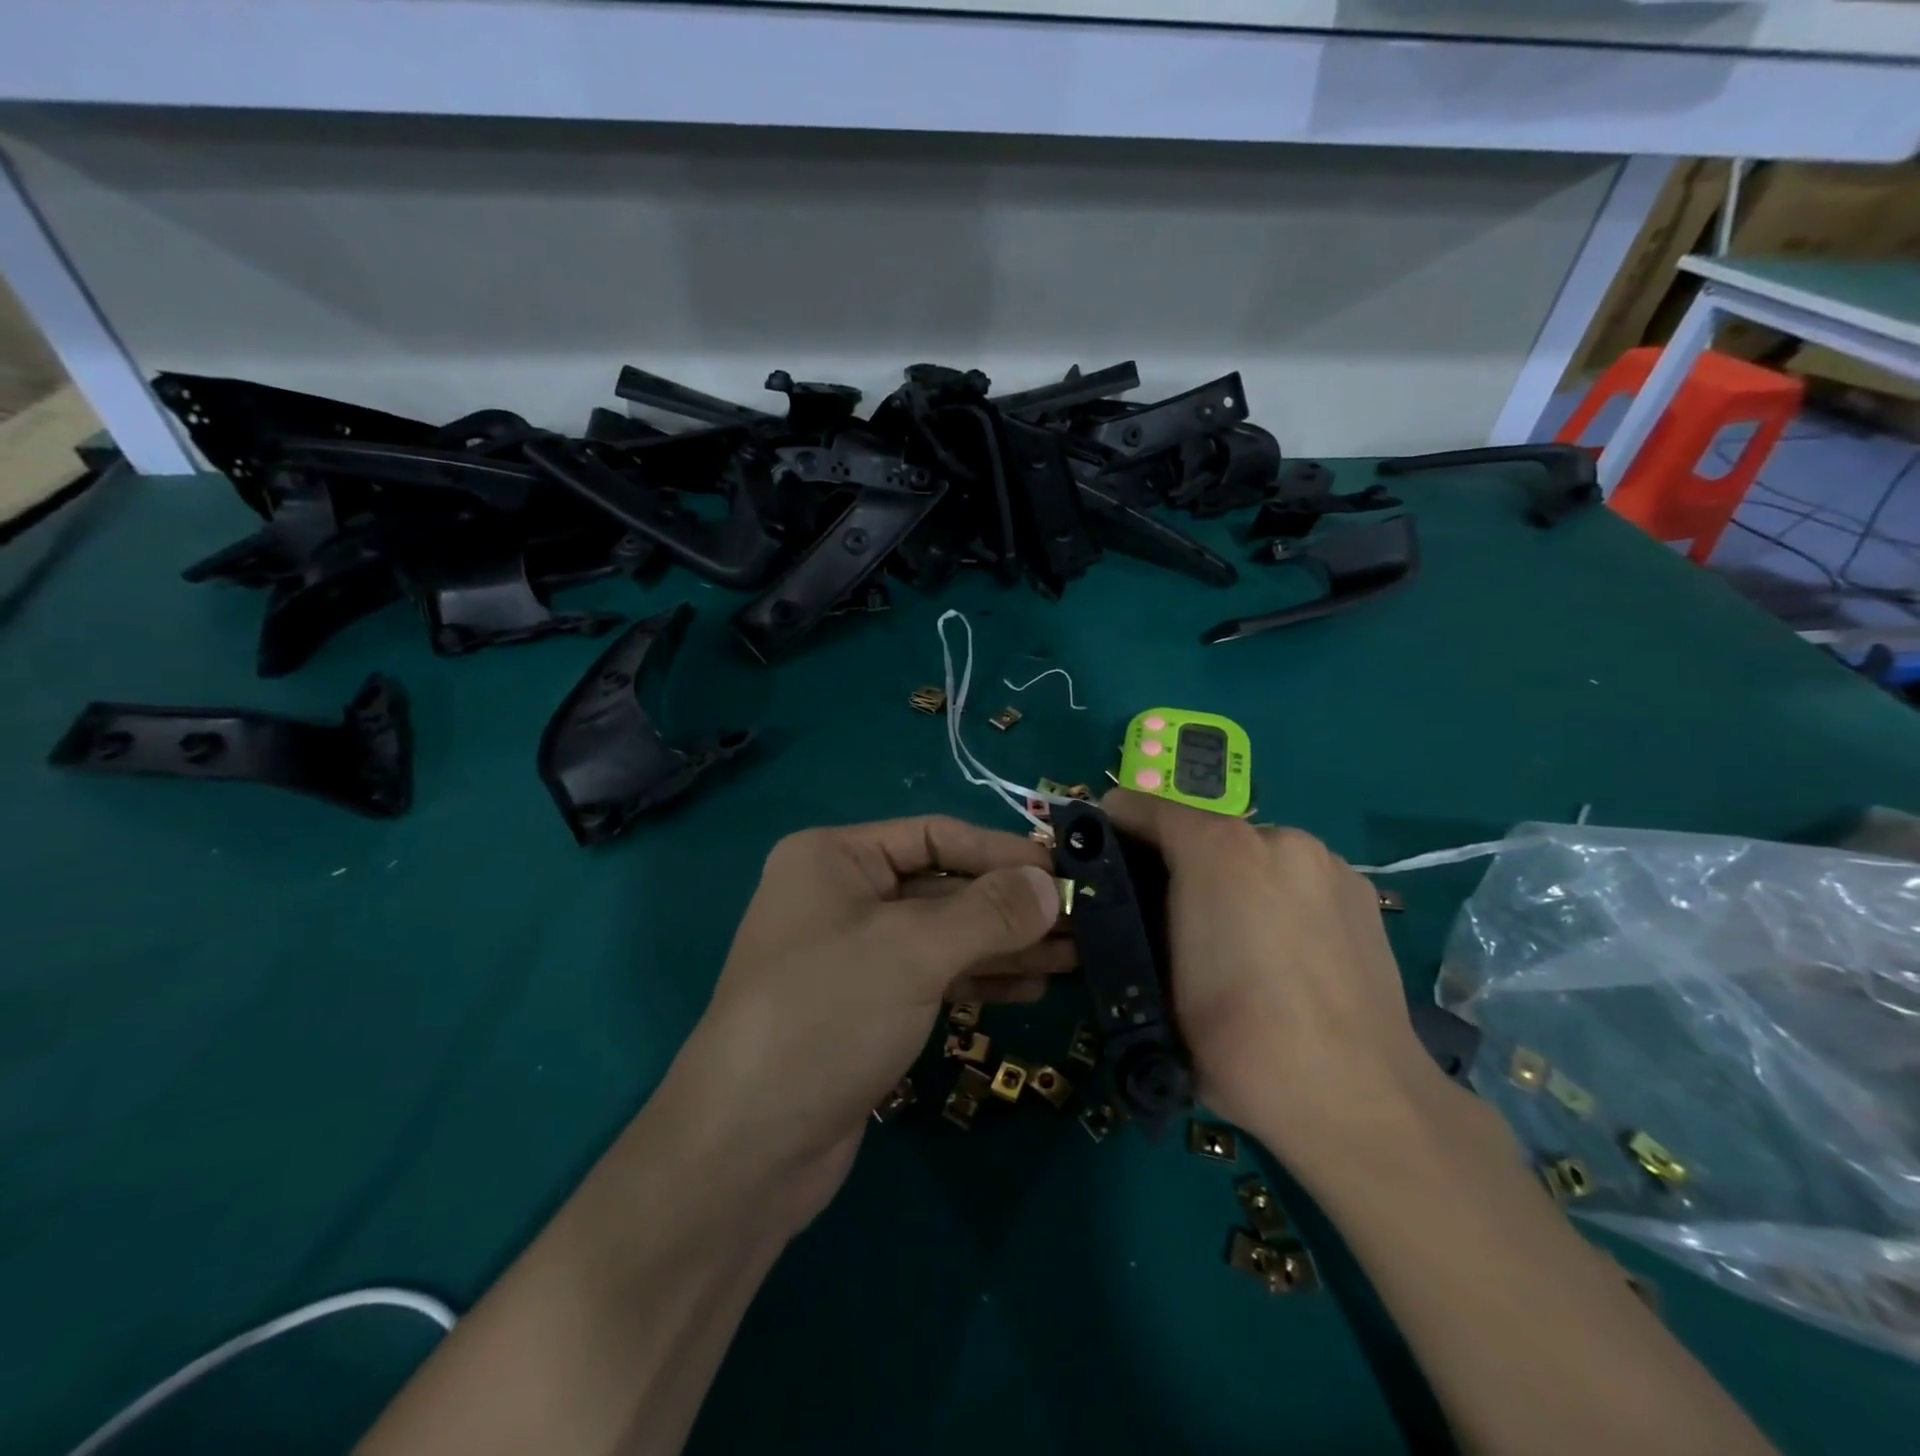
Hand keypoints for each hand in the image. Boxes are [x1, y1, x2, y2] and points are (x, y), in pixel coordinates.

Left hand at [669, 815, 1068, 1222]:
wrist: (747, 1149)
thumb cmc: (825, 1016)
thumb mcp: (911, 951)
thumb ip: (988, 912)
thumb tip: (1050, 884)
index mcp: (835, 858)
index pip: (935, 836)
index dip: (1002, 852)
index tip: (1065, 873)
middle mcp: (842, 896)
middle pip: (944, 886)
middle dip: (1011, 905)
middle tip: (1084, 920)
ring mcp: (854, 954)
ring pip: (945, 936)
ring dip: (1007, 945)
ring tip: (1076, 955)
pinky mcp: (867, 1006)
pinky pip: (934, 977)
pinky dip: (981, 979)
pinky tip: (1033, 987)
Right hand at [1101, 791, 1441, 1163]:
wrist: (1355, 1099)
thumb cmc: (1236, 1040)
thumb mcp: (1156, 978)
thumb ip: (1136, 916)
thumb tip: (1133, 898)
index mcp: (1220, 849)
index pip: (1148, 809)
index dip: (1116, 825)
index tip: (1099, 852)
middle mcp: (1277, 838)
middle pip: (1206, 831)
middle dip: (1177, 860)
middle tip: (1164, 912)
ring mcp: (1328, 864)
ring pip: (1256, 854)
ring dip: (1231, 878)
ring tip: (1228, 938)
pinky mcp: (1363, 894)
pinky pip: (1298, 879)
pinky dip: (1276, 896)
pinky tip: (1281, 951)